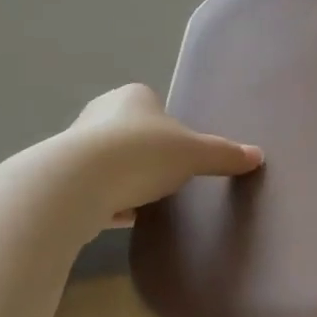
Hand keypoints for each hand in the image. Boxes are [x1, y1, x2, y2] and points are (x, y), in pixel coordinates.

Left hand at [56, 83, 261, 224]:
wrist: (78, 184)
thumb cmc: (143, 154)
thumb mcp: (195, 154)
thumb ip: (224, 154)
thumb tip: (257, 156)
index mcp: (132, 97)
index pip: (154, 104)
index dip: (168, 128)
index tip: (179, 151)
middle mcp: (99, 113)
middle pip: (130, 133)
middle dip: (145, 154)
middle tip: (166, 176)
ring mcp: (74, 145)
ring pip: (108, 161)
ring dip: (124, 179)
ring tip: (145, 201)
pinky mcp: (59, 178)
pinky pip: (91, 188)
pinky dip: (105, 201)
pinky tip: (120, 218)